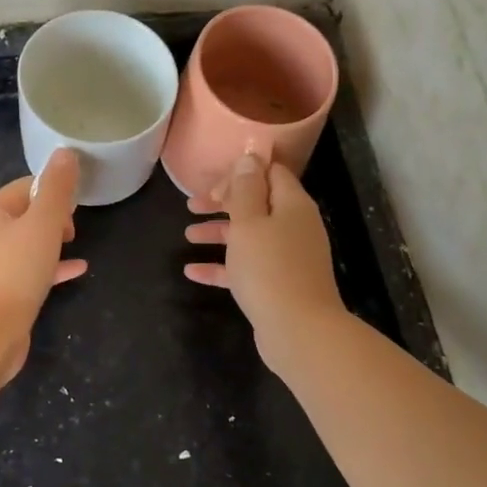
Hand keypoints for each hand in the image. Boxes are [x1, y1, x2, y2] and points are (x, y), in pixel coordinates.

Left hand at [0, 148, 87, 380]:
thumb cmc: (15, 271)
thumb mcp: (43, 223)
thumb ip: (57, 189)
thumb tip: (66, 152)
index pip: (27, 186)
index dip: (54, 191)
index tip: (76, 207)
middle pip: (28, 213)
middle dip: (54, 216)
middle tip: (73, 230)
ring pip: (30, 243)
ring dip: (54, 241)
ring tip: (76, 245)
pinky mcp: (3, 292)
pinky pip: (32, 270)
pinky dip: (53, 267)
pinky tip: (78, 270)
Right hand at [184, 153, 345, 371]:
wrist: (299, 330)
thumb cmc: (269, 268)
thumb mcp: (249, 221)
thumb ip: (245, 189)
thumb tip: (250, 157)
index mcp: (292, 204)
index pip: (270, 173)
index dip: (241, 172)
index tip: (212, 181)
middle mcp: (294, 226)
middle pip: (257, 204)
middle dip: (223, 203)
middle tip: (192, 204)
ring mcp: (288, 257)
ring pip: (250, 236)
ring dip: (219, 233)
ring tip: (188, 236)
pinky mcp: (279, 284)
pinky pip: (247, 267)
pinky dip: (223, 266)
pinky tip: (192, 272)